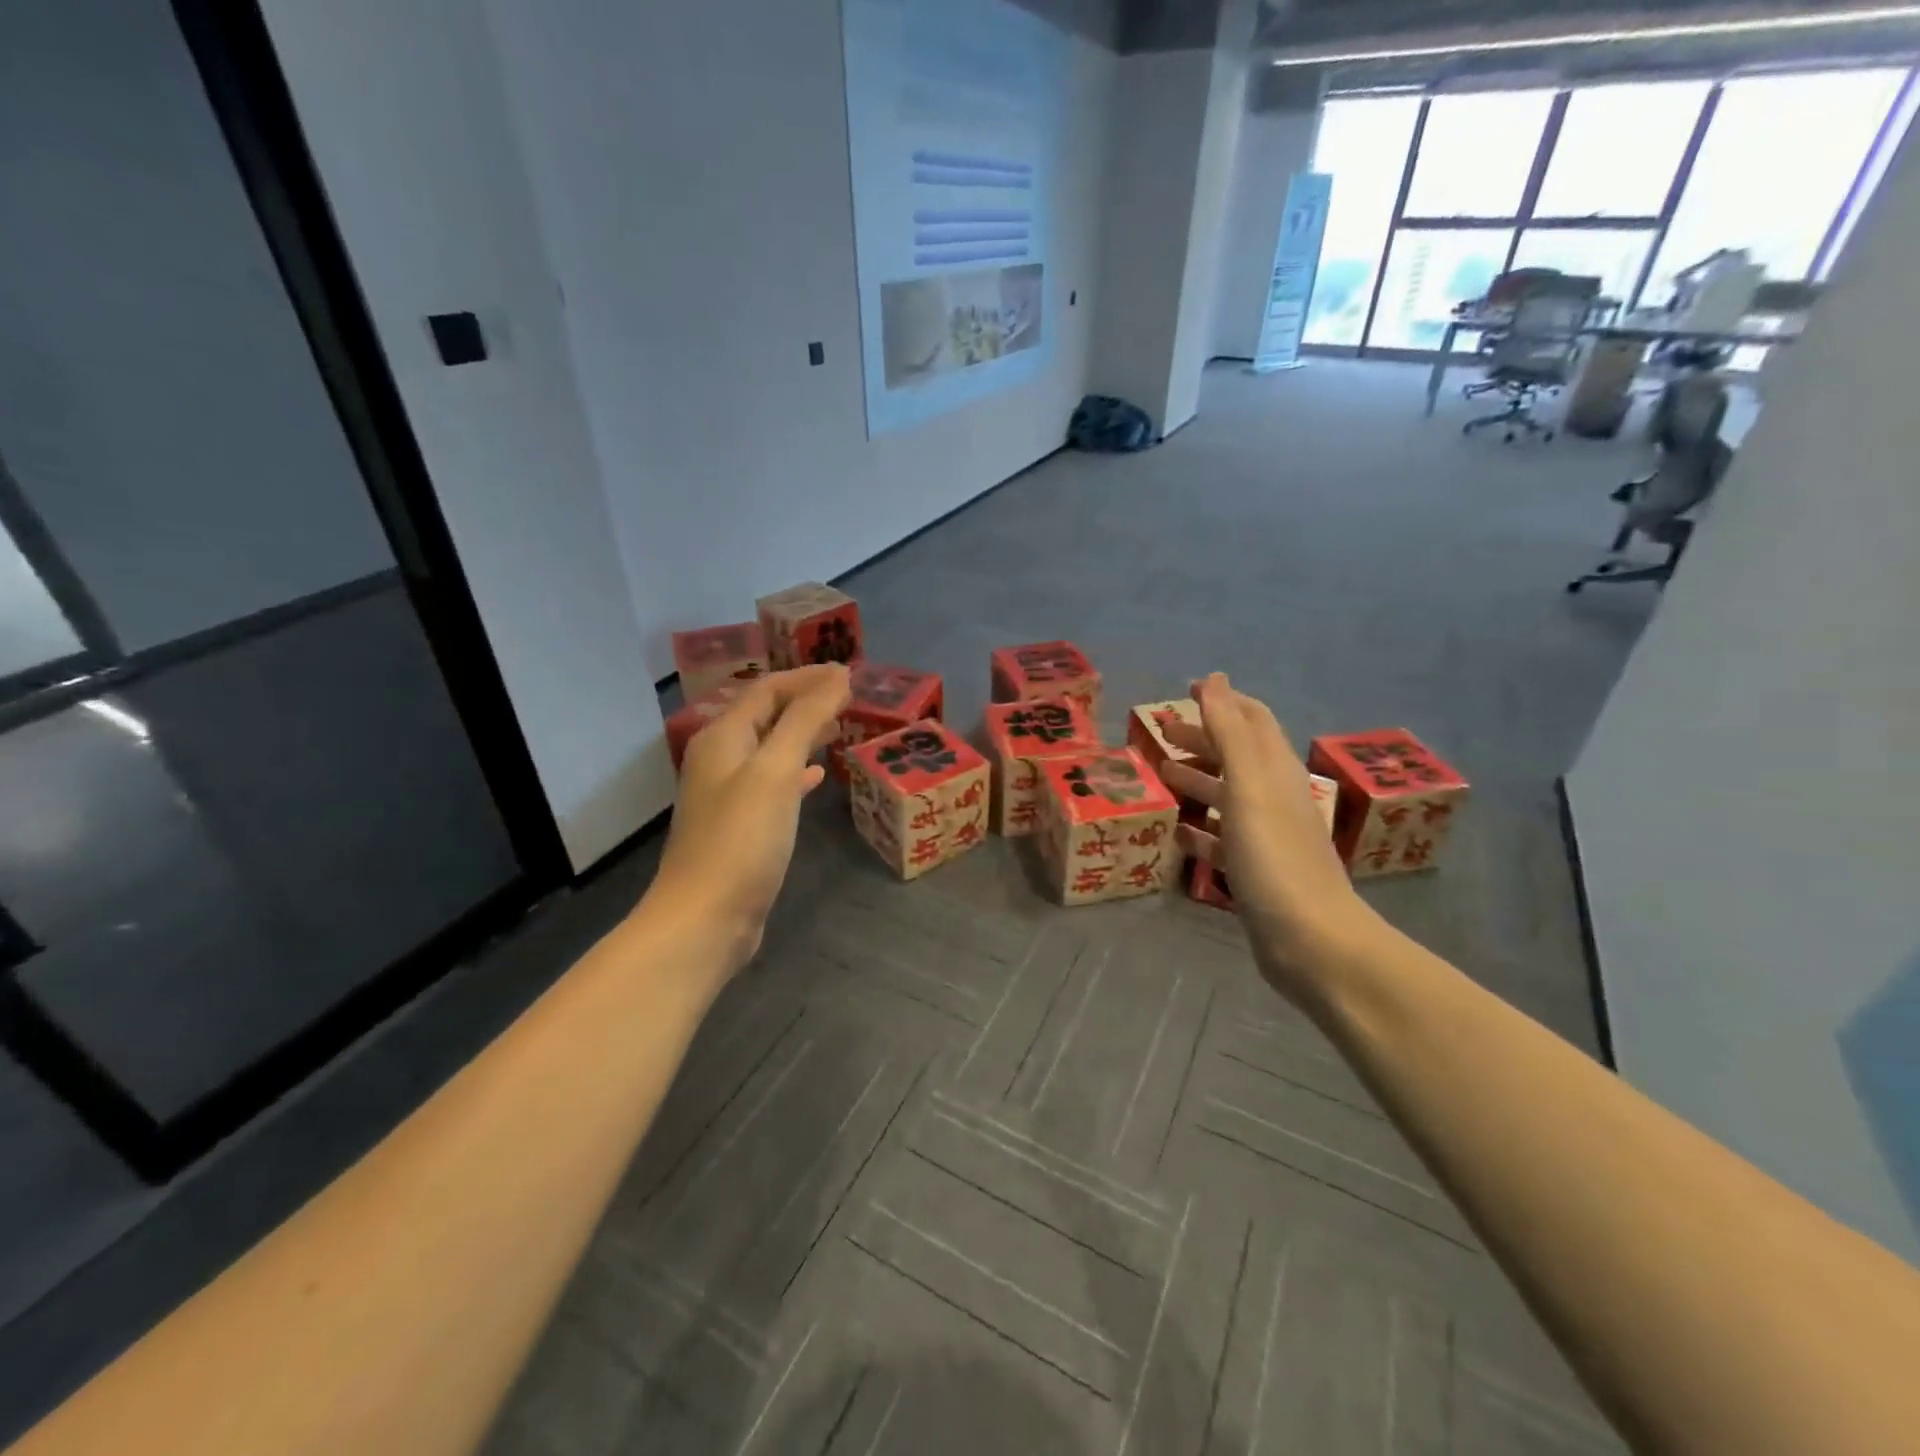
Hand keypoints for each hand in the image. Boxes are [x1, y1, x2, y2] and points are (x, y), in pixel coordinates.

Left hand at [648, 665, 850, 973]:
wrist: (706, 918)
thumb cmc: (742, 838)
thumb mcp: (776, 770)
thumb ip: (806, 719)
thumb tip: (837, 676)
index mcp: (723, 737)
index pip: (767, 690)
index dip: (807, 677)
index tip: (849, 673)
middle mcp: (720, 759)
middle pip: (766, 715)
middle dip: (806, 701)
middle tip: (849, 698)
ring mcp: (727, 794)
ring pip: (770, 748)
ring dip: (802, 733)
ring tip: (839, 728)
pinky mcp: (739, 826)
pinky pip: (772, 782)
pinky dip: (796, 771)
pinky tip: (816, 777)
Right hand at [1159, 673, 1377, 1009]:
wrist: (1310, 940)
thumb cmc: (1275, 856)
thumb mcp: (1249, 786)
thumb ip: (1230, 732)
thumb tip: (1215, 679)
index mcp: (1275, 772)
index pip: (1251, 720)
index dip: (1222, 700)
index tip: (1187, 688)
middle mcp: (1273, 798)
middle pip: (1236, 755)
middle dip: (1202, 738)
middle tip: (1161, 732)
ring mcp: (1266, 836)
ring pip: (1228, 796)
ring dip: (1198, 779)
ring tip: (1162, 773)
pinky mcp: (1254, 871)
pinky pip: (1222, 840)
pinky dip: (1200, 829)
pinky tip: (1178, 831)